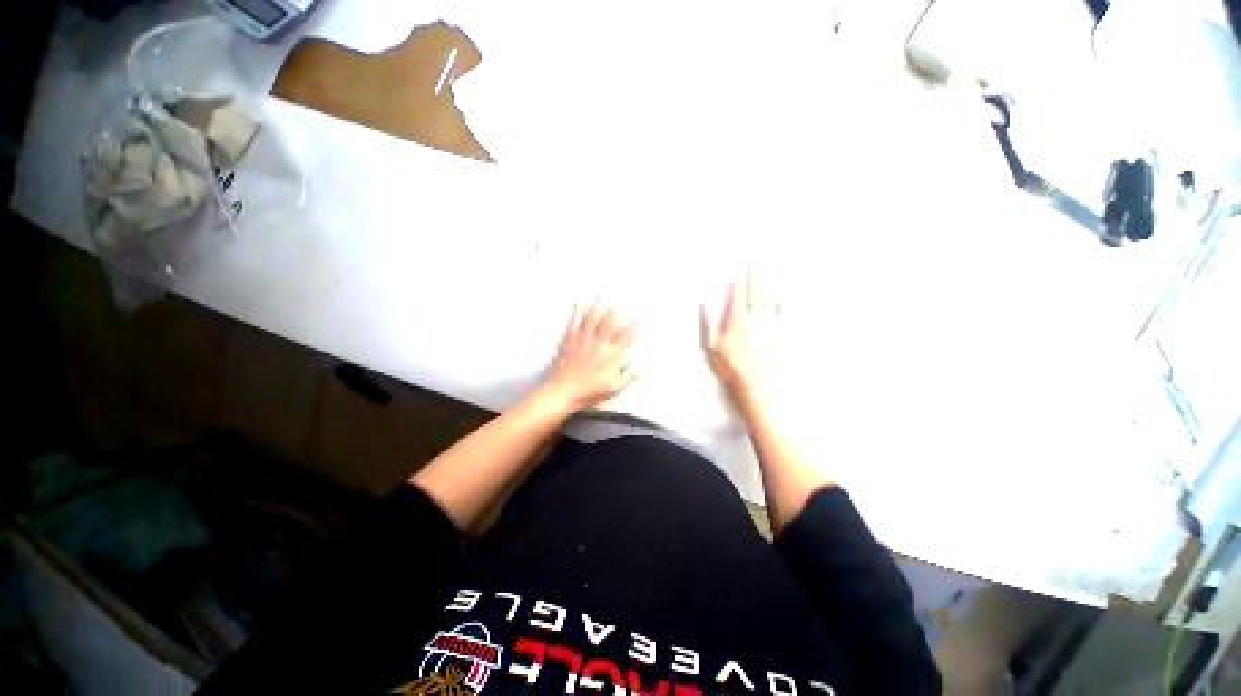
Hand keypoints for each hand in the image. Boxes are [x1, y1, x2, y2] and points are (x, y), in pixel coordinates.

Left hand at [542, 302, 638, 412]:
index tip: (640, 316)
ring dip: (598, 306)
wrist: (565, 392)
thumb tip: (644, 365)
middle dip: (615, 309)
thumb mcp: (615, 387)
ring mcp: (584, 341)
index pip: (626, 337)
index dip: (635, 325)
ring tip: (602, 295)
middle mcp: (599, 344)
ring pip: (592, 319)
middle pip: (609, 323)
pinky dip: (577, 312)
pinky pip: (574, 324)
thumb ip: (630, 374)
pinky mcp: (570, 342)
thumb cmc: (591, 391)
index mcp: (611, 355)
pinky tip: (579, 303)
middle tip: (620, 298)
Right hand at [700, 268, 781, 407]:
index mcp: (736, 322)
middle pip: (756, 289)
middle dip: (756, 270)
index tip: (741, 264)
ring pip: (771, 295)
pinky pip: (786, 310)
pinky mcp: (784, 333)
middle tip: (758, 254)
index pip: (738, 293)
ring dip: (770, 277)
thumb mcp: (712, 349)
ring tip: (771, 263)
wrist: (758, 388)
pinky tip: (787, 287)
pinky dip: (786, 296)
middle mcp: (755, 319)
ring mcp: (771, 325)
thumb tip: (704, 304)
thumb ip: (708, 324)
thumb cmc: (732, 370)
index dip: (740, 277)